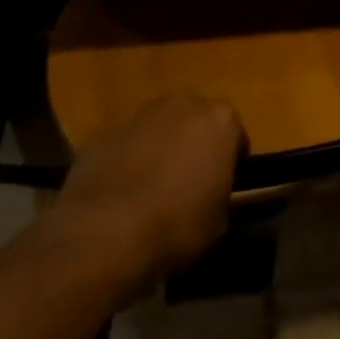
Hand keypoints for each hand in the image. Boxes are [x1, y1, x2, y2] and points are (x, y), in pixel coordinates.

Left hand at [42, 95, 246, 282]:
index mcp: (220, 120)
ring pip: (158, 128)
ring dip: (158, 148)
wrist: (106, 233)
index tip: (222, 185)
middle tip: (186, 182)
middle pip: (195, 121)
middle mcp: (183, 105)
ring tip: (149, 189)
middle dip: (193, 144)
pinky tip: (118, 195)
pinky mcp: (104, 133)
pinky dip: (126, 160)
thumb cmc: (177, 225)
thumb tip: (209, 192)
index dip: (230, 161)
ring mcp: (140, 115)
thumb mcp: (219, 219)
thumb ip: (220, 192)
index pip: (235, 135)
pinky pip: (124, 144)